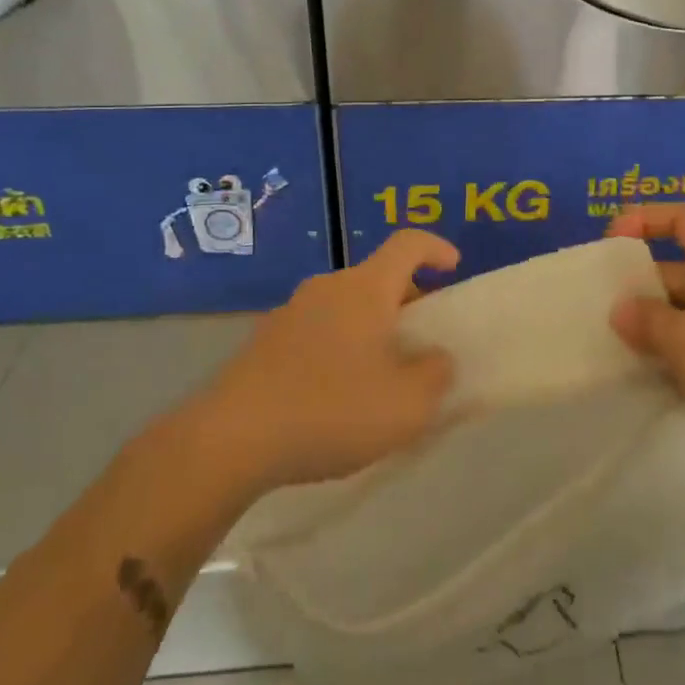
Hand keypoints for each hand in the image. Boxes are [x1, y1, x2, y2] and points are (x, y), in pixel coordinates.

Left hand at [190, 231, 460, 494]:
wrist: (231, 439)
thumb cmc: (331, 410)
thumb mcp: (407, 406)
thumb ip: (436, 376)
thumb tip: (436, 358)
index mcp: (365, 289)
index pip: (407, 244)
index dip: (436, 248)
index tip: (453, 269)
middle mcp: (327, 289)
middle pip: (377, 278)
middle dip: (408, 301)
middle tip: (423, 341)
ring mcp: (290, 313)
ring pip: (346, 307)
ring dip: (372, 328)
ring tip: (382, 375)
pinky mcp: (264, 342)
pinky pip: (318, 331)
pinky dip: (340, 347)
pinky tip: (337, 395)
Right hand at [608, 204, 684, 482]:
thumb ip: (647, 321)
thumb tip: (620, 310)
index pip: (683, 218)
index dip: (645, 219)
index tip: (611, 243)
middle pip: (676, 268)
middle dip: (637, 285)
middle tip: (598, 308)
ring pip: (682, 312)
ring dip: (649, 326)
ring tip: (610, 346)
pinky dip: (670, 356)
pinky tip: (643, 379)